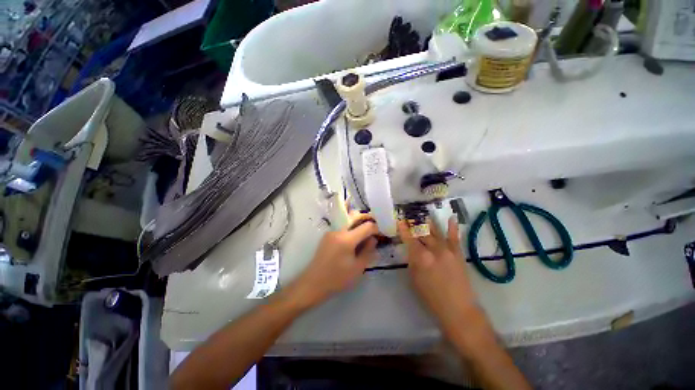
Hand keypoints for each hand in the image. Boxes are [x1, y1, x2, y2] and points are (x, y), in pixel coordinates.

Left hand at [289, 213, 378, 308]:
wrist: (313, 283)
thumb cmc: (337, 279)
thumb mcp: (358, 268)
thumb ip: (368, 251)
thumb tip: (373, 239)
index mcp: (347, 239)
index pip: (366, 226)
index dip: (376, 228)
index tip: (380, 233)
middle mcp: (338, 231)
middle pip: (355, 216)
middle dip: (366, 219)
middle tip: (374, 228)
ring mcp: (331, 232)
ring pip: (348, 220)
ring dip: (358, 223)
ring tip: (365, 234)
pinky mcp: (327, 235)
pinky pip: (342, 227)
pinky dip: (350, 229)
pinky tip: (353, 240)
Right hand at [397, 217, 478, 335]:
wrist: (458, 309)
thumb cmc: (431, 297)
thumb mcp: (414, 279)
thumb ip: (412, 261)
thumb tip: (412, 250)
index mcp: (420, 257)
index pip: (409, 239)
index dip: (403, 229)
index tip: (399, 221)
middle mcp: (433, 249)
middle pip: (421, 233)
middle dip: (414, 225)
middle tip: (409, 219)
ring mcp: (447, 250)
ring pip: (436, 232)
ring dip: (429, 223)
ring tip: (424, 215)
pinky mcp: (458, 253)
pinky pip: (454, 237)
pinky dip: (452, 227)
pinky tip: (451, 217)